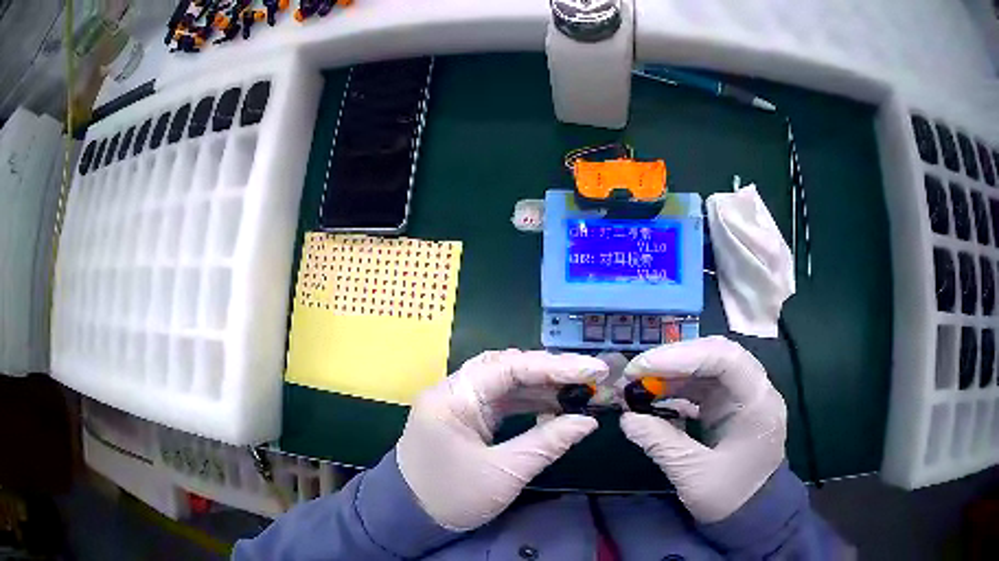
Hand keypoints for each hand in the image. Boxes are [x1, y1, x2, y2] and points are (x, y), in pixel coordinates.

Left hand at [396, 349, 608, 530]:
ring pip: (504, 381)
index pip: (510, 367)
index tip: (594, 370)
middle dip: (550, 370)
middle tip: (591, 378)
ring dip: (542, 385)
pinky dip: (528, 401)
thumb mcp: (504, 473)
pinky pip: (499, 399)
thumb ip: (547, 442)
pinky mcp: (463, 416)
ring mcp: (457, 402)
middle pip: (507, 366)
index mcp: (453, 397)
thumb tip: (587, 421)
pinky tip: (554, 406)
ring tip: (579, 390)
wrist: (410, 517)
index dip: (556, 366)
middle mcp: (453, 390)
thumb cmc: (453, 497)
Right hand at [620, 336, 786, 522]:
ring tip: (637, 384)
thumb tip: (626, 418)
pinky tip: (654, 398)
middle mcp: (755, 389)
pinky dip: (678, 388)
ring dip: (673, 372)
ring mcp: (743, 395)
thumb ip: (661, 443)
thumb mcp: (693, 475)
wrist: (753, 512)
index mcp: (757, 403)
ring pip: (708, 366)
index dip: (682, 357)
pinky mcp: (731, 404)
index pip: (725, 359)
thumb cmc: (730, 497)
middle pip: (717, 354)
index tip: (642, 368)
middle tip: (635, 372)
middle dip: (674, 360)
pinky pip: (704, 384)